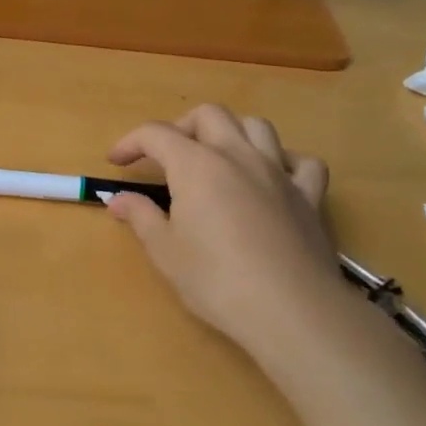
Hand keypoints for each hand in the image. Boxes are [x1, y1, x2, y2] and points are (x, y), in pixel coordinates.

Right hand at [104, 105, 344, 365]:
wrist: (290, 310)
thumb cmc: (216, 280)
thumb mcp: (165, 251)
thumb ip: (141, 217)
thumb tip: (119, 200)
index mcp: (196, 166)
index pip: (156, 134)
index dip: (131, 142)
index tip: (116, 162)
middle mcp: (238, 156)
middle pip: (209, 115)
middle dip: (181, 127)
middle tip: (166, 157)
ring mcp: (279, 173)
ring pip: (256, 126)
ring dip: (232, 133)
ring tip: (217, 159)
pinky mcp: (309, 197)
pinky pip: (302, 162)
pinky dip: (284, 162)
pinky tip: (273, 179)